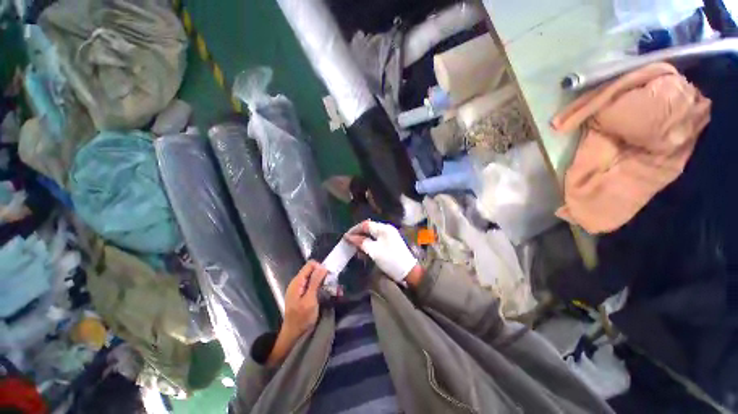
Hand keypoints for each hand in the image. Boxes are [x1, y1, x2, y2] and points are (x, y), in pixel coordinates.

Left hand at [267, 260, 326, 365]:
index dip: (321, 268)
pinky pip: (313, 284)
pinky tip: (328, 293)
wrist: (293, 334)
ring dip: (324, 281)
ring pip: (314, 277)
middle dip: (324, 275)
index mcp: (297, 281)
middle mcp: (298, 282)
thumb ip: (315, 282)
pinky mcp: (303, 293)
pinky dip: (321, 287)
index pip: (310, 264)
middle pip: (313, 270)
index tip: (329, 277)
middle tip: (332, 284)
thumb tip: (323, 267)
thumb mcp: (310, 300)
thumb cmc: (302, 318)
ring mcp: (300, 288)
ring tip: (334, 290)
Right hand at [345, 220, 418, 282]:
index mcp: (384, 228)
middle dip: (358, 235)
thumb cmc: (390, 260)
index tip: (345, 237)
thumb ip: (361, 242)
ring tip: (356, 248)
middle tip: (349, 243)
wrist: (408, 271)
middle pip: (369, 228)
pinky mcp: (390, 242)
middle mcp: (387, 229)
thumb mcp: (374, 251)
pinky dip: (369, 244)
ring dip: (363, 240)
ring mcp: (389, 235)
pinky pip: (377, 240)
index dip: (354, 230)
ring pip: (372, 234)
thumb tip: (349, 237)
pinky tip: (365, 250)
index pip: (366, 224)